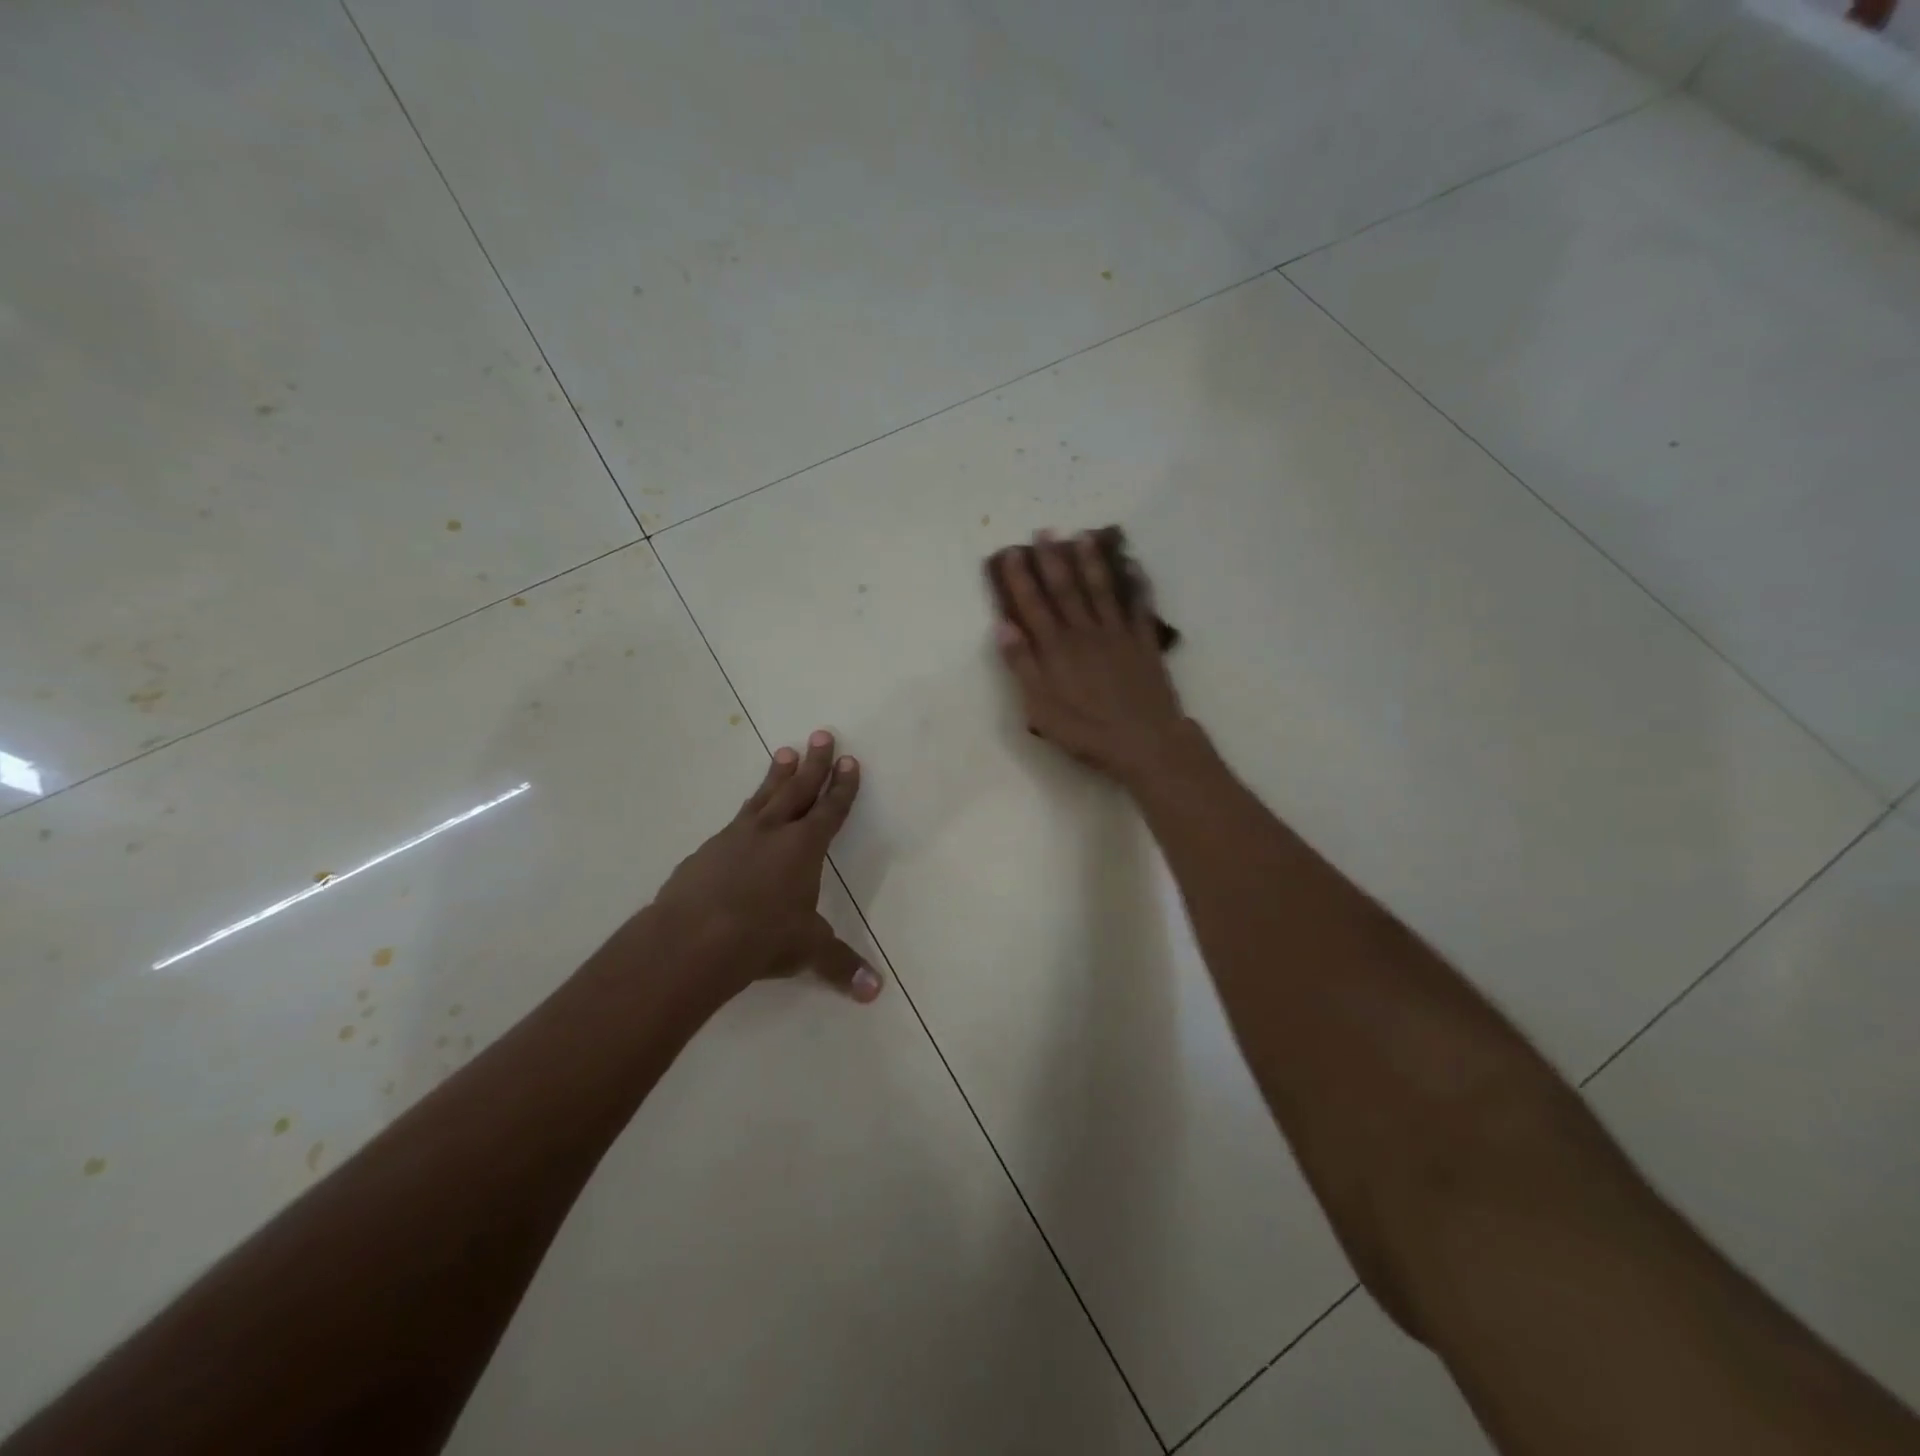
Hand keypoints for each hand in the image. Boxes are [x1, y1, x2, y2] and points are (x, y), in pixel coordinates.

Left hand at [647, 730, 882, 1005]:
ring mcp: (735, 837)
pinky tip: (743, 816)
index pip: (830, 810)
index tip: (850, 762)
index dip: (842, 787)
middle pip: (798, 789)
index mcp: (804, 847)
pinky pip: (734, 822)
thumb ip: (841, 965)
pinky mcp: (706, 851)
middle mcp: (772, 832)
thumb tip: (875, 992)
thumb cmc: (762, 938)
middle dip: (814, 764)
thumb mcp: (808, 950)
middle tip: (822, 734)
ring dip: (777, 775)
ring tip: (784, 752)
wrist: (692, 939)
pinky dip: (746, 811)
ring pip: (763, 797)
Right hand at [988, 531, 1187, 784]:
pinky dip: (1136, 583)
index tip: (1010, 552)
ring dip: (1091, 561)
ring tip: (1083, 536)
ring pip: (1102, 589)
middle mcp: (1085, 632)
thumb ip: (1022, 665)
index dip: (1020, 577)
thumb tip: (1003, 625)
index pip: (1033, 604)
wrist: (1144, 742)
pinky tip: (1132, 565)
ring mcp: (1118, 634)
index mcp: (1056, 648)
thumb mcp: (1041, 707)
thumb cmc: (1086, 731)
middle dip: (1053, 558)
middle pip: (1066, 588)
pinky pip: (1139, 605)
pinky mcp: (1144, 642)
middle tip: (1044, 531)